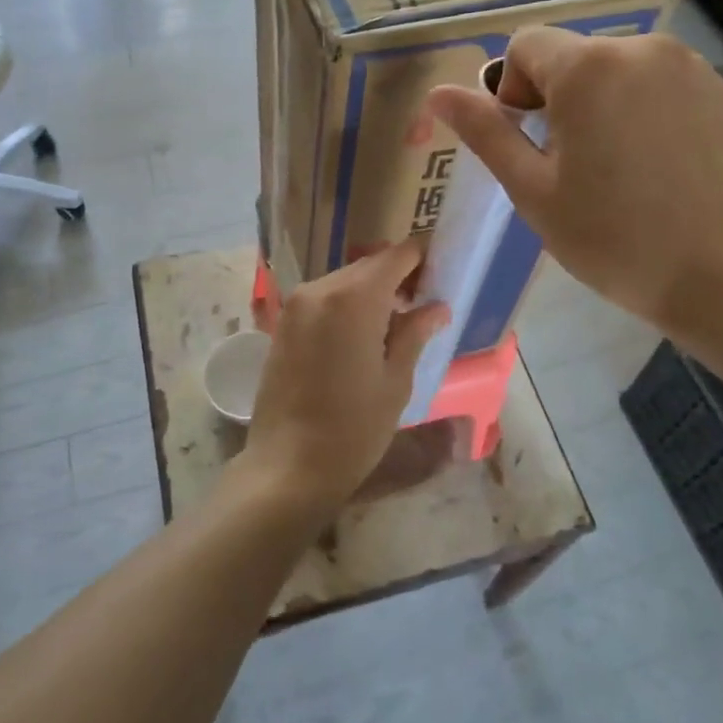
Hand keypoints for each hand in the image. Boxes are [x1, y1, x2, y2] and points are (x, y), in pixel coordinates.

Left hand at [243, 243, 448, 513]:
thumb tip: (437, 308)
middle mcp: (321, 289)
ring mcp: (296, 305)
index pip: (396, 255)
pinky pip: (323, 299)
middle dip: (397, 278)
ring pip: (344, 282)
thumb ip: (415, 334)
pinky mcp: (283, 324)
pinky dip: (345, 306)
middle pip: (368, 266)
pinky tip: (360, 338)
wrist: (287, 466)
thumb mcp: (395, 381)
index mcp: (354, 298)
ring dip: (370, 293)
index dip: (421, 260)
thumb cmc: (353, 428)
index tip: (439, 278)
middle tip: (421, 307)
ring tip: (392, 328)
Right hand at [426, 29, 722, 348]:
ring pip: (615, 68)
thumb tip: (438, 94)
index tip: (529, 142)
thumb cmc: (610, 236)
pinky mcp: (719, 89)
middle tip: (569, 163)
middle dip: (556, 97)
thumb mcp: (531, 188)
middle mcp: (641, 48)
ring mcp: (688, 66)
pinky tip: (655, 163)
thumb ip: (484, 132)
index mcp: (588, 67)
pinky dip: (642, 107)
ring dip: (599, 101)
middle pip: (572, 56)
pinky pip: (658, 82)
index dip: (512, 89)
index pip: (525, 45)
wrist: (720, 274)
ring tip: (615, 164)